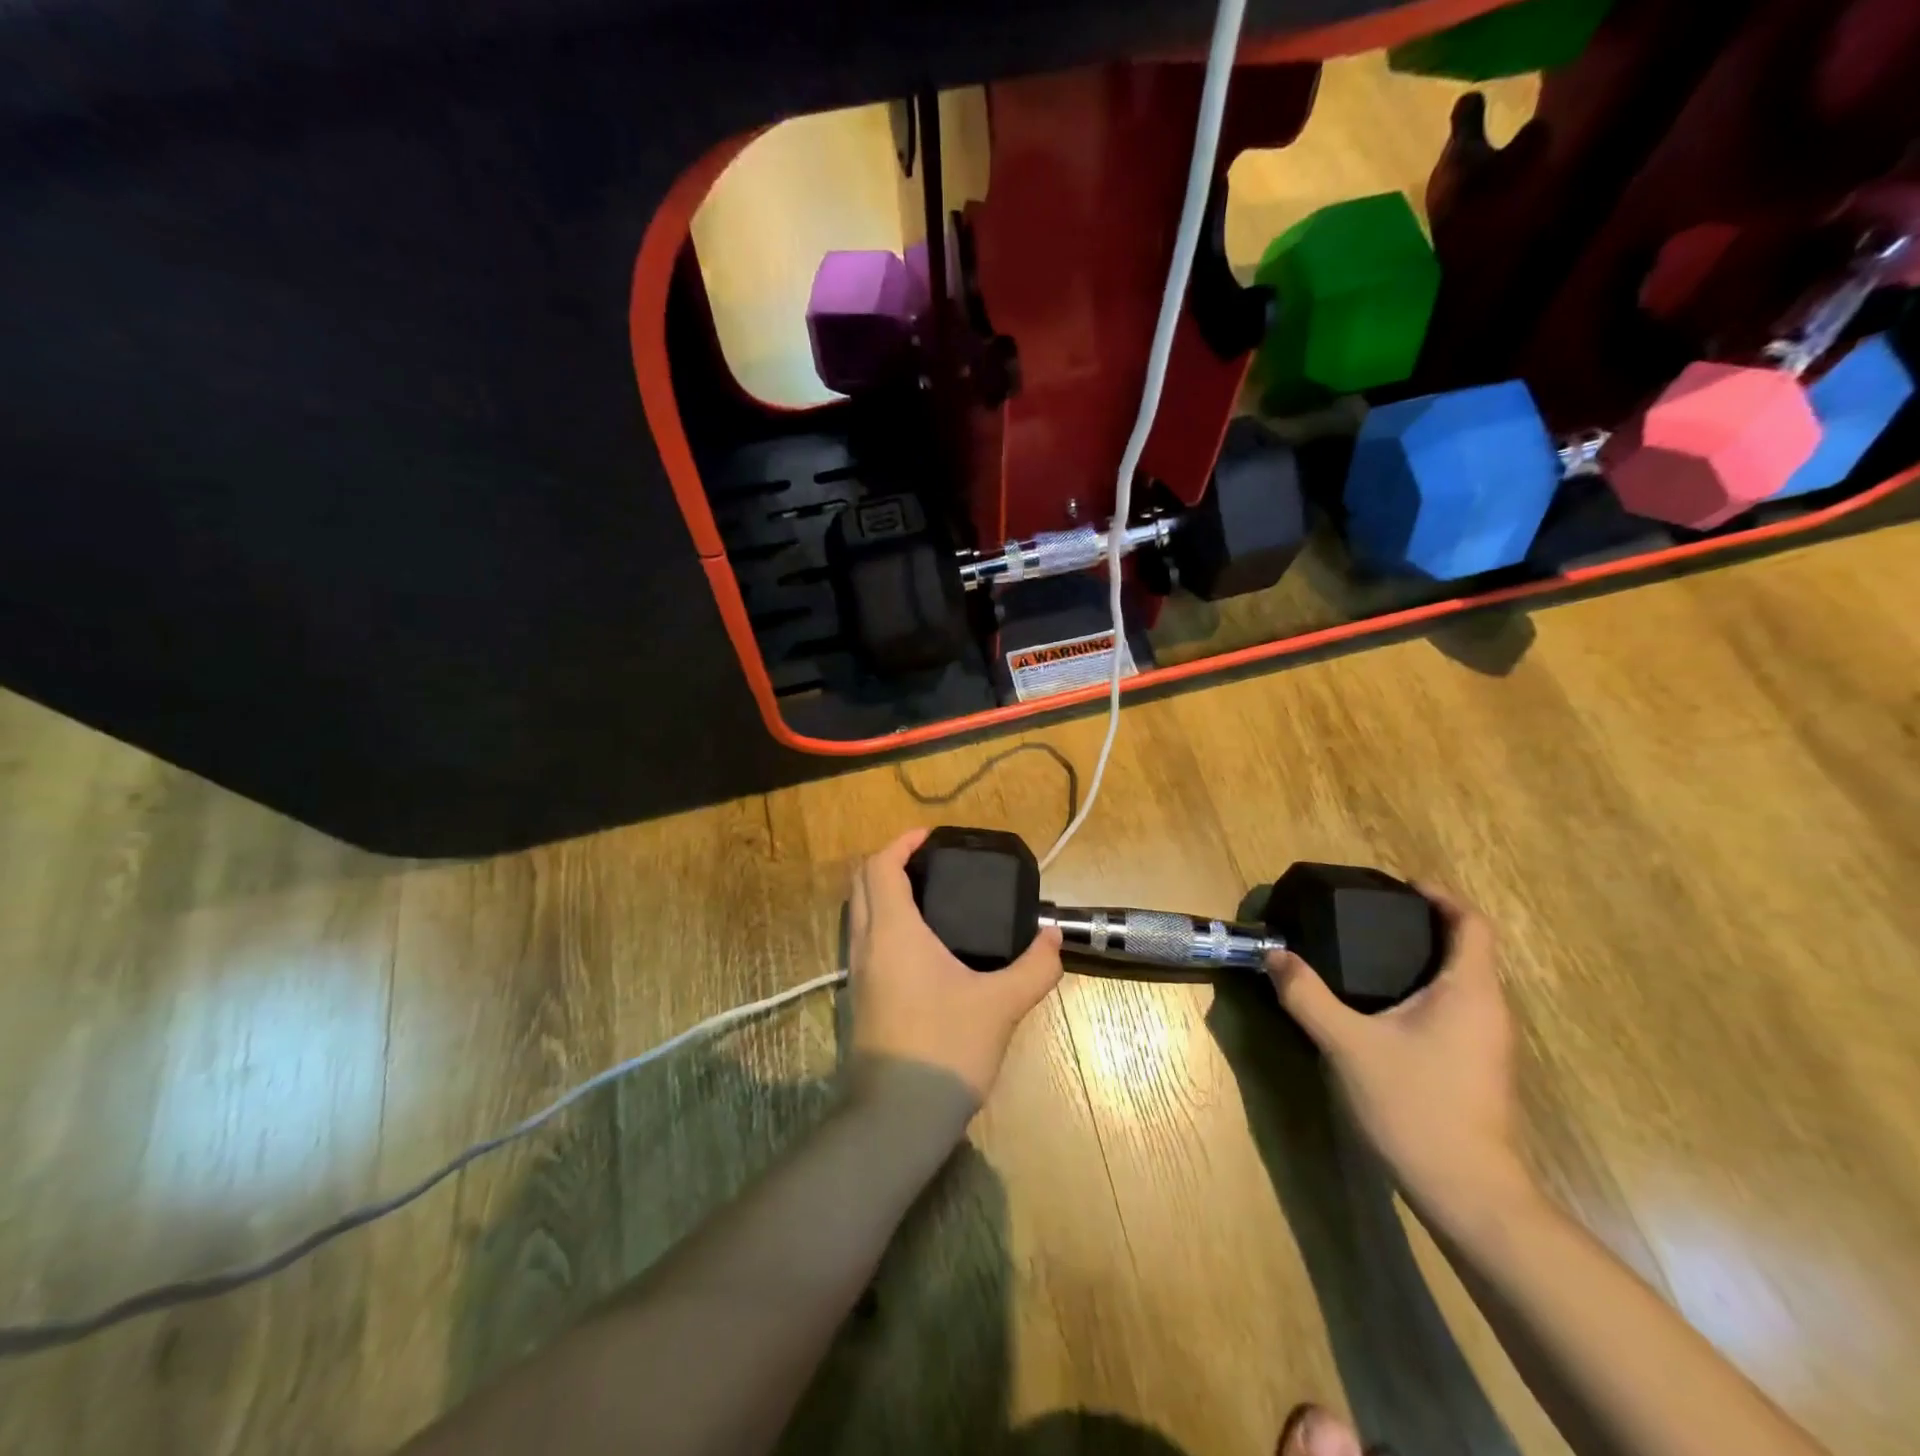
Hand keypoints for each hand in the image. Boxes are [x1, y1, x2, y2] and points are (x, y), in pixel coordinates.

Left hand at [847, 829, 1063, 1106]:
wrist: (899, 1117)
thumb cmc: (947, 1047)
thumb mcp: (1001, 1005)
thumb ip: (1034, 968)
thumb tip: (1053, 939)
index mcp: (894, 932)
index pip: (880, 866)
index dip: (901, 843)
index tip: (930, 837)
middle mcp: (867, 944)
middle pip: (862, 883)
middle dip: (890, 861)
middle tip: (931, 862)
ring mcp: (859, 972)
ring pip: (859, 912)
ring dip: (883, 891)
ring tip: (930, 895)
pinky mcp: (861, 997)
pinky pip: (865, 940)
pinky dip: (884, 921)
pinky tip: (923, 943)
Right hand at [1265, 887, 1529, 1222]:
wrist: (1467, 1192)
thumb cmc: (1414, 1106)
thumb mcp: (1347, 1045)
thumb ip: (1307, 995)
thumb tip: (1275, 955)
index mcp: (1468, 992)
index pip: (1472, 925)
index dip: (1441, 897)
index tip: (1401, 885)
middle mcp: (1488, 1009)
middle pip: (1468, 949)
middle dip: (1426, 925)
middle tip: (1372, 916)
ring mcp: (1487, 1042)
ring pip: (1463, 981)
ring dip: (1426, 958)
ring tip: (1372, 952)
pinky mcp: (1476, 1066)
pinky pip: (1456, 1007)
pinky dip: (1427, 988)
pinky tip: (1385, 1004)